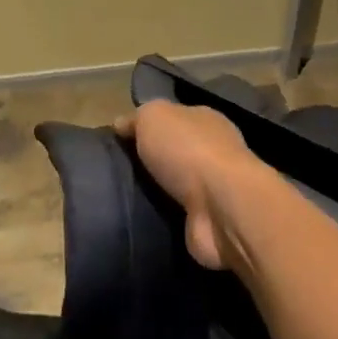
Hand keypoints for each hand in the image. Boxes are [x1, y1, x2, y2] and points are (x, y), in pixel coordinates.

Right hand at [115, 100, 262, 270]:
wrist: (221, 208)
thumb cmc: (188, 151)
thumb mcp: (154, 117)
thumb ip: (137, 118)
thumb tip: (121, 124)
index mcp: (205, 120)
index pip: (174, 118)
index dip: (148, 126)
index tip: (120, 139)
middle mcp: (213, 151)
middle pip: (175, 152)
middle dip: (151, 161)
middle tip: (117, 170)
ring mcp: (214, 189)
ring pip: (176, 185)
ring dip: (155, 192)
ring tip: (122, 197)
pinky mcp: (207, 221)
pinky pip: (177, 215)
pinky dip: (162, 218)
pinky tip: (140, 219)